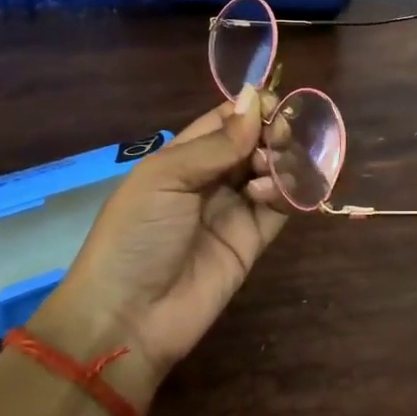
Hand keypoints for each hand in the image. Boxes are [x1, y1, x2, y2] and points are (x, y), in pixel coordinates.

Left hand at [29, 91, 285, 389]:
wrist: (130, 316)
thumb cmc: (136, 235)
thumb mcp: (164, 178)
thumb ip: (216, 143)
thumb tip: (257, 99)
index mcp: (182, 158)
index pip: (224, 121)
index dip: (250, 109)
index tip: (274, 103)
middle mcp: (211, 179)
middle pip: (253, 143)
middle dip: (270, 133)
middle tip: (277, 138)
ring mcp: (235, 210)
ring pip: (271, 171)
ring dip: (279, 161)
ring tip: (269, 169)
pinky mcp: (254, 240)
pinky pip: (280, 206)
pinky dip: (286, 192)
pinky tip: (269, 193)